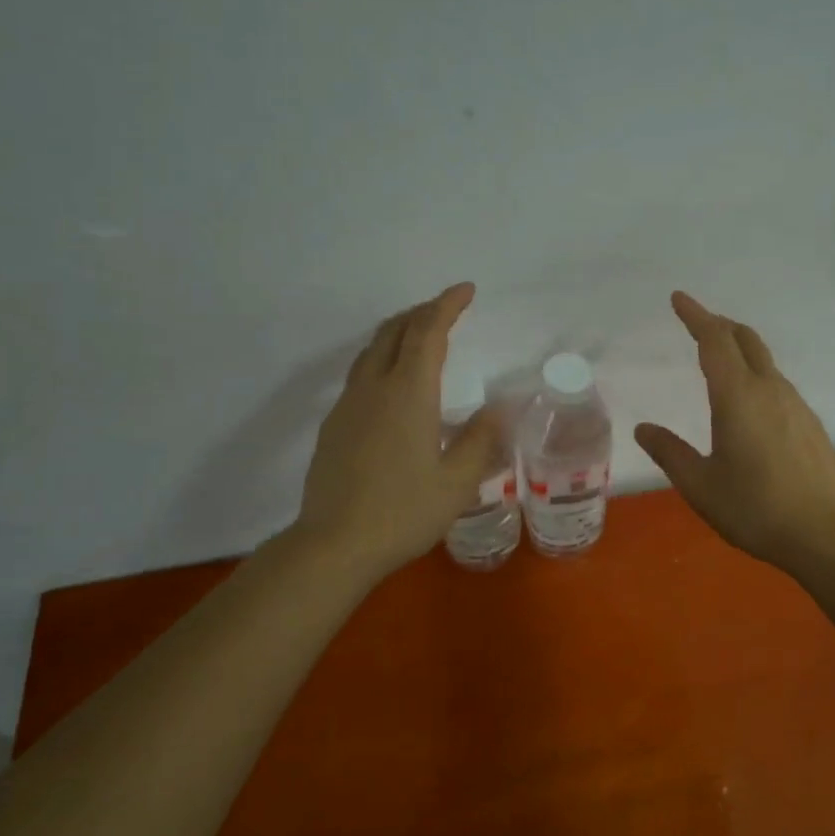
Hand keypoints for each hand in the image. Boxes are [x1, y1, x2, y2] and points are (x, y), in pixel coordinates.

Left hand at [294, 283, 501, 582]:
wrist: (334, 545)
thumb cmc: (404, 513)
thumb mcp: (457, 482)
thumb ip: (480, 440)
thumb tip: (501, 407)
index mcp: (408, 394)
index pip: (428, 332)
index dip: (447, 306)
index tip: (466, 290)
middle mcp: (374, 388)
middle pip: (394, 332)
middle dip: (421, 312)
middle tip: (446, 309)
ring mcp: (348, 406)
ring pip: (371, 351)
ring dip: (398, 333)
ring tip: (420, 337)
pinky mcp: (333, 426)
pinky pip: (360, 375)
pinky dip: (383, 360)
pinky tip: (393, 386)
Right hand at [635, 291, 834, 572]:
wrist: (828, 533)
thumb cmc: (755, 508)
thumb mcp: (701, 485)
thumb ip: (670, 453)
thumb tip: (643, 428)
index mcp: (738, 397)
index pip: (714, 341)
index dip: (695, 316)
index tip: (678, 298)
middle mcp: (770, 390)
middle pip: (746, 340)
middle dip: (719, 325)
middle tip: (698, 323)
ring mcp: (796, 406)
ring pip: (765, 362)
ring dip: (740, 350)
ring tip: (720, 361)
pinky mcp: (811, 425)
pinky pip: (778, 385)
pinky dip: (756, 376)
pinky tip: (750, 404)